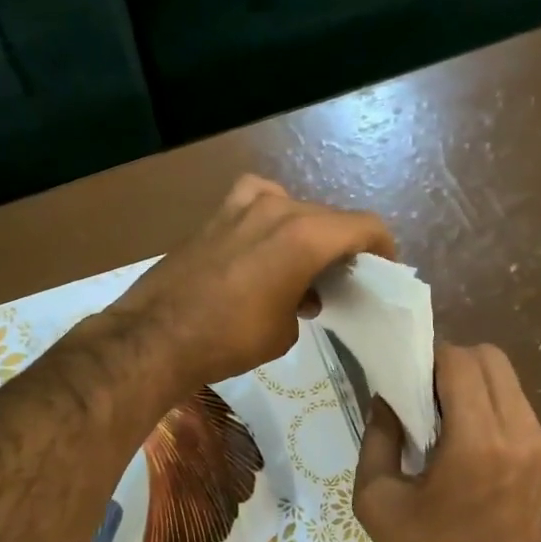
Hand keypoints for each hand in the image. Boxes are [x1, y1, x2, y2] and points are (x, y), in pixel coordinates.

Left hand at [112, 175, 394, 389]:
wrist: (157, 335)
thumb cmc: (231, 339)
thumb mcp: (285, 331)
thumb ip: (305, 302)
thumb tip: (300, 297)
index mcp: (306, 235)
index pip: (364, 227)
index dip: (382, 247)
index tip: (384, 269)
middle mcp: (279, 208)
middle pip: (329, 217)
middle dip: (344, 245)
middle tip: (344, 277)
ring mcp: (242, 205)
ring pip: (294, 208)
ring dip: (308, 233)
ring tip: (304, 266)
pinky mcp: (215, 213)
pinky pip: (258, 202)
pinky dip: (272, 218)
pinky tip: (263, 243)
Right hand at [354, 344, 540, 541]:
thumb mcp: (378, 500)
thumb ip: (377, 438)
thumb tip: (385, 399)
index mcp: (477, 443)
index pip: (459, 362)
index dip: (427, 354)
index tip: (402, 370)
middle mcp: (518, 433)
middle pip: (490, 358)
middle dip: (451, 361)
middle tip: (420, 389)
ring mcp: (540, 446)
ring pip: (507, 379)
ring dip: (471, 381)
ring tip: (440, 413)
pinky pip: (516, 406)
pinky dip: (487, 403)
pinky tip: (462, 436)